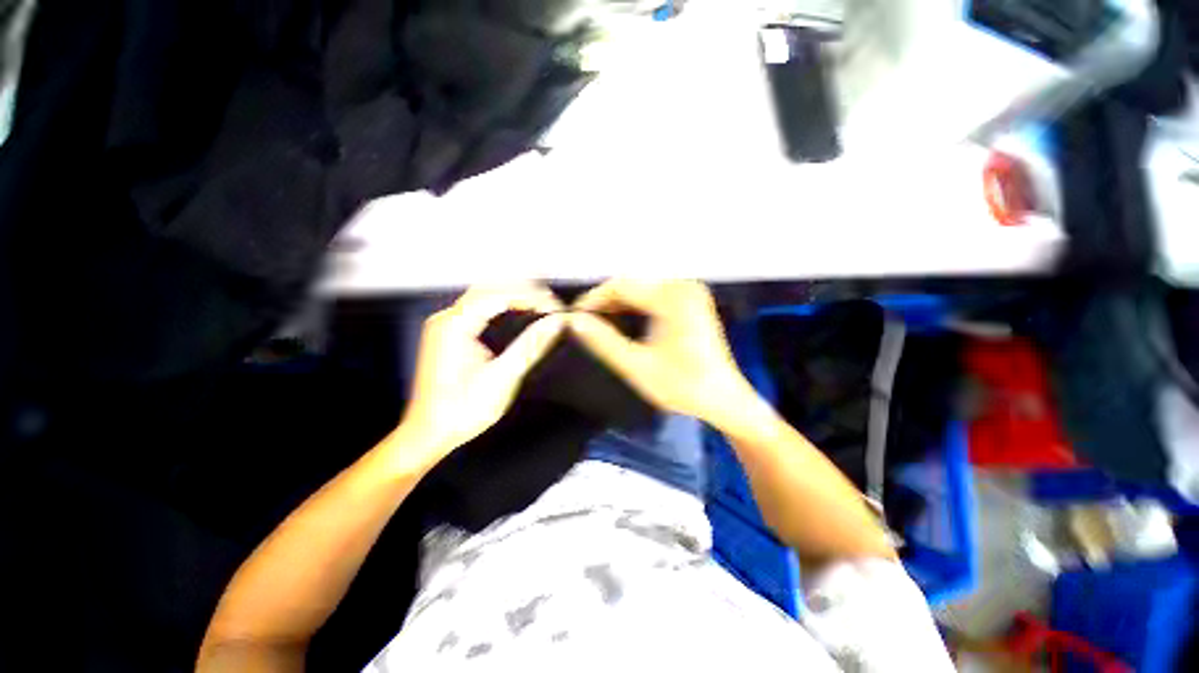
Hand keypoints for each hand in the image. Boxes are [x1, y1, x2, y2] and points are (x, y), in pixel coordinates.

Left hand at [391, 284, 564, 471]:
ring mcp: (445, 326)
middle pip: (490, 288)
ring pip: (483, 296)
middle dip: (523, 291)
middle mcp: (446, 319)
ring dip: (512, 297)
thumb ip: (531, 345)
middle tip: (550, 303)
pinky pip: (477, 310)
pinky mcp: (448, 335)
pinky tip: (517, 314)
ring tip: (540, 305)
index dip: (532, 296)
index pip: (500, 294)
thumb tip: (556, 323)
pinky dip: (500, 308)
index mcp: (455, 325)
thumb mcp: (503, 377)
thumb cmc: (463, 410)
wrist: (429, 434)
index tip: (555, 306)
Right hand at [567, 280, 763, 429]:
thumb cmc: (683, 386)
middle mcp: (683, 286)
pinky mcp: (692, 301)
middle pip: (633, 285)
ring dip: (619, 303)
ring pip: (642, 290)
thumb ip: (604, 341)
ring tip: (598, 322)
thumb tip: (574, 321)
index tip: (573, 315)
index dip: (594, 298)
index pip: (621, 285)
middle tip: (584, 321)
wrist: (725, 399)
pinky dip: (636, 306)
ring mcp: (690, 292)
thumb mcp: (637, 366)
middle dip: (606, 301)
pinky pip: (655, 296)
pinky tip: (623, 320)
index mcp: (672, 297)